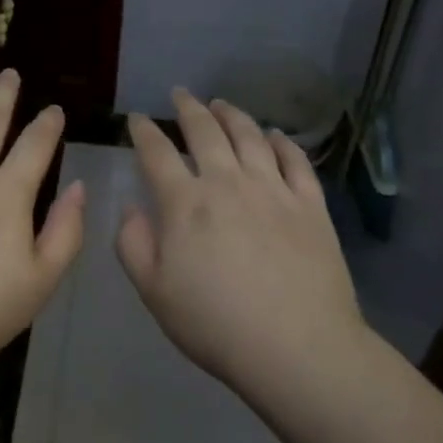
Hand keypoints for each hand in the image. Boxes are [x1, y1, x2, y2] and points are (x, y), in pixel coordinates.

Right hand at [117, 89, 362, 399]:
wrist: (297, 348)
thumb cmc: (216, 324)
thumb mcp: (154, 292)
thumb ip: (133, 244)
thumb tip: (132, 207)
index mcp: (185, 203)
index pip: (157, 153)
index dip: (143, 131)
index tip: (137, 118)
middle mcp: (227, 182)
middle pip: (205, 131)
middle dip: (188, 108)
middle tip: (180, 94)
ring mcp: (273, 190)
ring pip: (250, 136)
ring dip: (232, 114)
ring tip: (222, 104)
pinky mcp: (310, 205)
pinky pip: (295, 161)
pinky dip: (282, 142)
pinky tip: (275, 135)